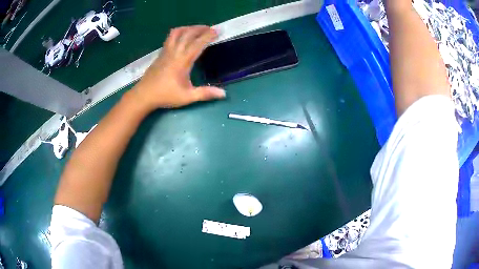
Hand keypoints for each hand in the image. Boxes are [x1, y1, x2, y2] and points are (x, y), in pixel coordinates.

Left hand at [131, 25, 225, 109]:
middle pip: (187, 34)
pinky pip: (170, 38)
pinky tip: (182, 38)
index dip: (208, 36)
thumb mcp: (187, 97)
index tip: (217, 31)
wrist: (144, 95)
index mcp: (182, 61)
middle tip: (210, 28)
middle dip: (200, 28)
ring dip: (188, 28)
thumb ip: (205, 93)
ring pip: (176, 33)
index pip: (197, 43)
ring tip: (196, 30)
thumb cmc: (165, 96)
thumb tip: (223, 94)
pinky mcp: (160, 53)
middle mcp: (174, 52)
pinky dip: (179, 33)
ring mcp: (166, 51)